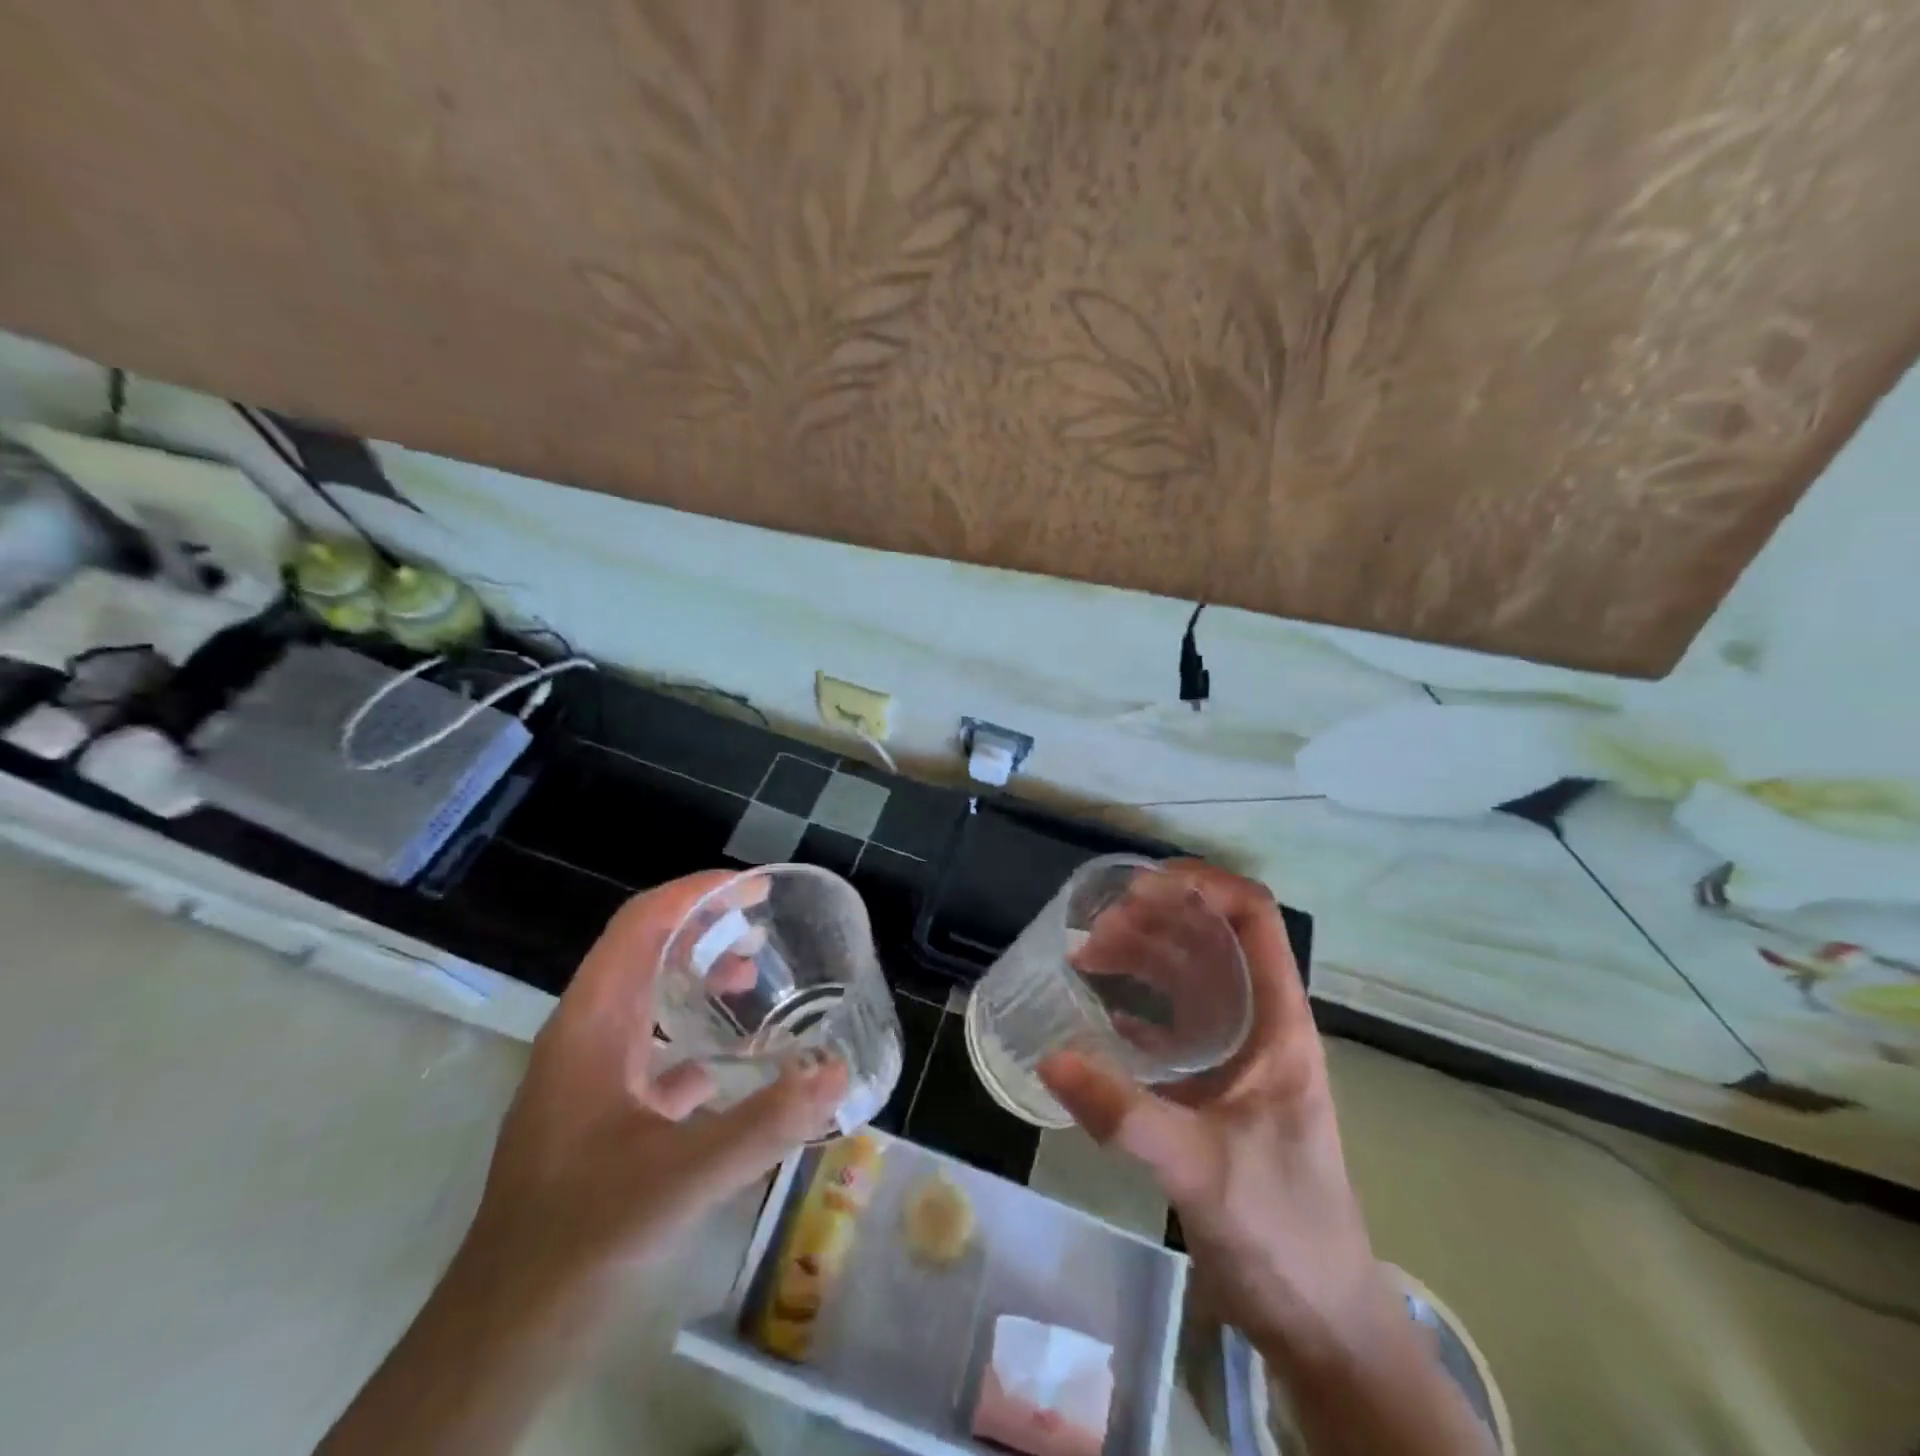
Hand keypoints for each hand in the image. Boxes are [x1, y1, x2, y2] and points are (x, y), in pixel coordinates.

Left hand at [462, 871, 848, 1301]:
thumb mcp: (684, 1177)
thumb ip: (766, 1124)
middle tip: (763, 932)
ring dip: (693, 976)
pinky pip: (645, 1044)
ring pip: (642, 996)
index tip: (753, 889)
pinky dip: (687, 1031)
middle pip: (641, 951)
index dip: (695, 894)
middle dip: (702, 930)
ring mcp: (583, 1074)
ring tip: (750, 979)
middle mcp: (582, 1036)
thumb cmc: (584, 1235)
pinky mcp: (593, 1110)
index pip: (640, 925)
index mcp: (591, 1026)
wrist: (506, 1329)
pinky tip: (728, 1062)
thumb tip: (837, 1073)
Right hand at [1040, 864, 1490, 1455]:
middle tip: (1094, 932)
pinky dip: (1137, 1004)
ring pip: (1189, 975)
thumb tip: (1051, 1058)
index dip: (1204, 885)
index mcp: (1277, 1024)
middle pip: (1210, 939)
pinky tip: (1099, 1010)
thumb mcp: (1203, 1170)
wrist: (1319, 1319)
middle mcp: (1259, 1024)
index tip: (1141, 886)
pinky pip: (1173, 1022)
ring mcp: (1236, 1054)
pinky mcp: (1213, 1085)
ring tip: (1086, 957)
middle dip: (1154, 919)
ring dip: (1141, 955)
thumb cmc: (1283, 1232)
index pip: (1254, 919)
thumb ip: (1126, 1115)